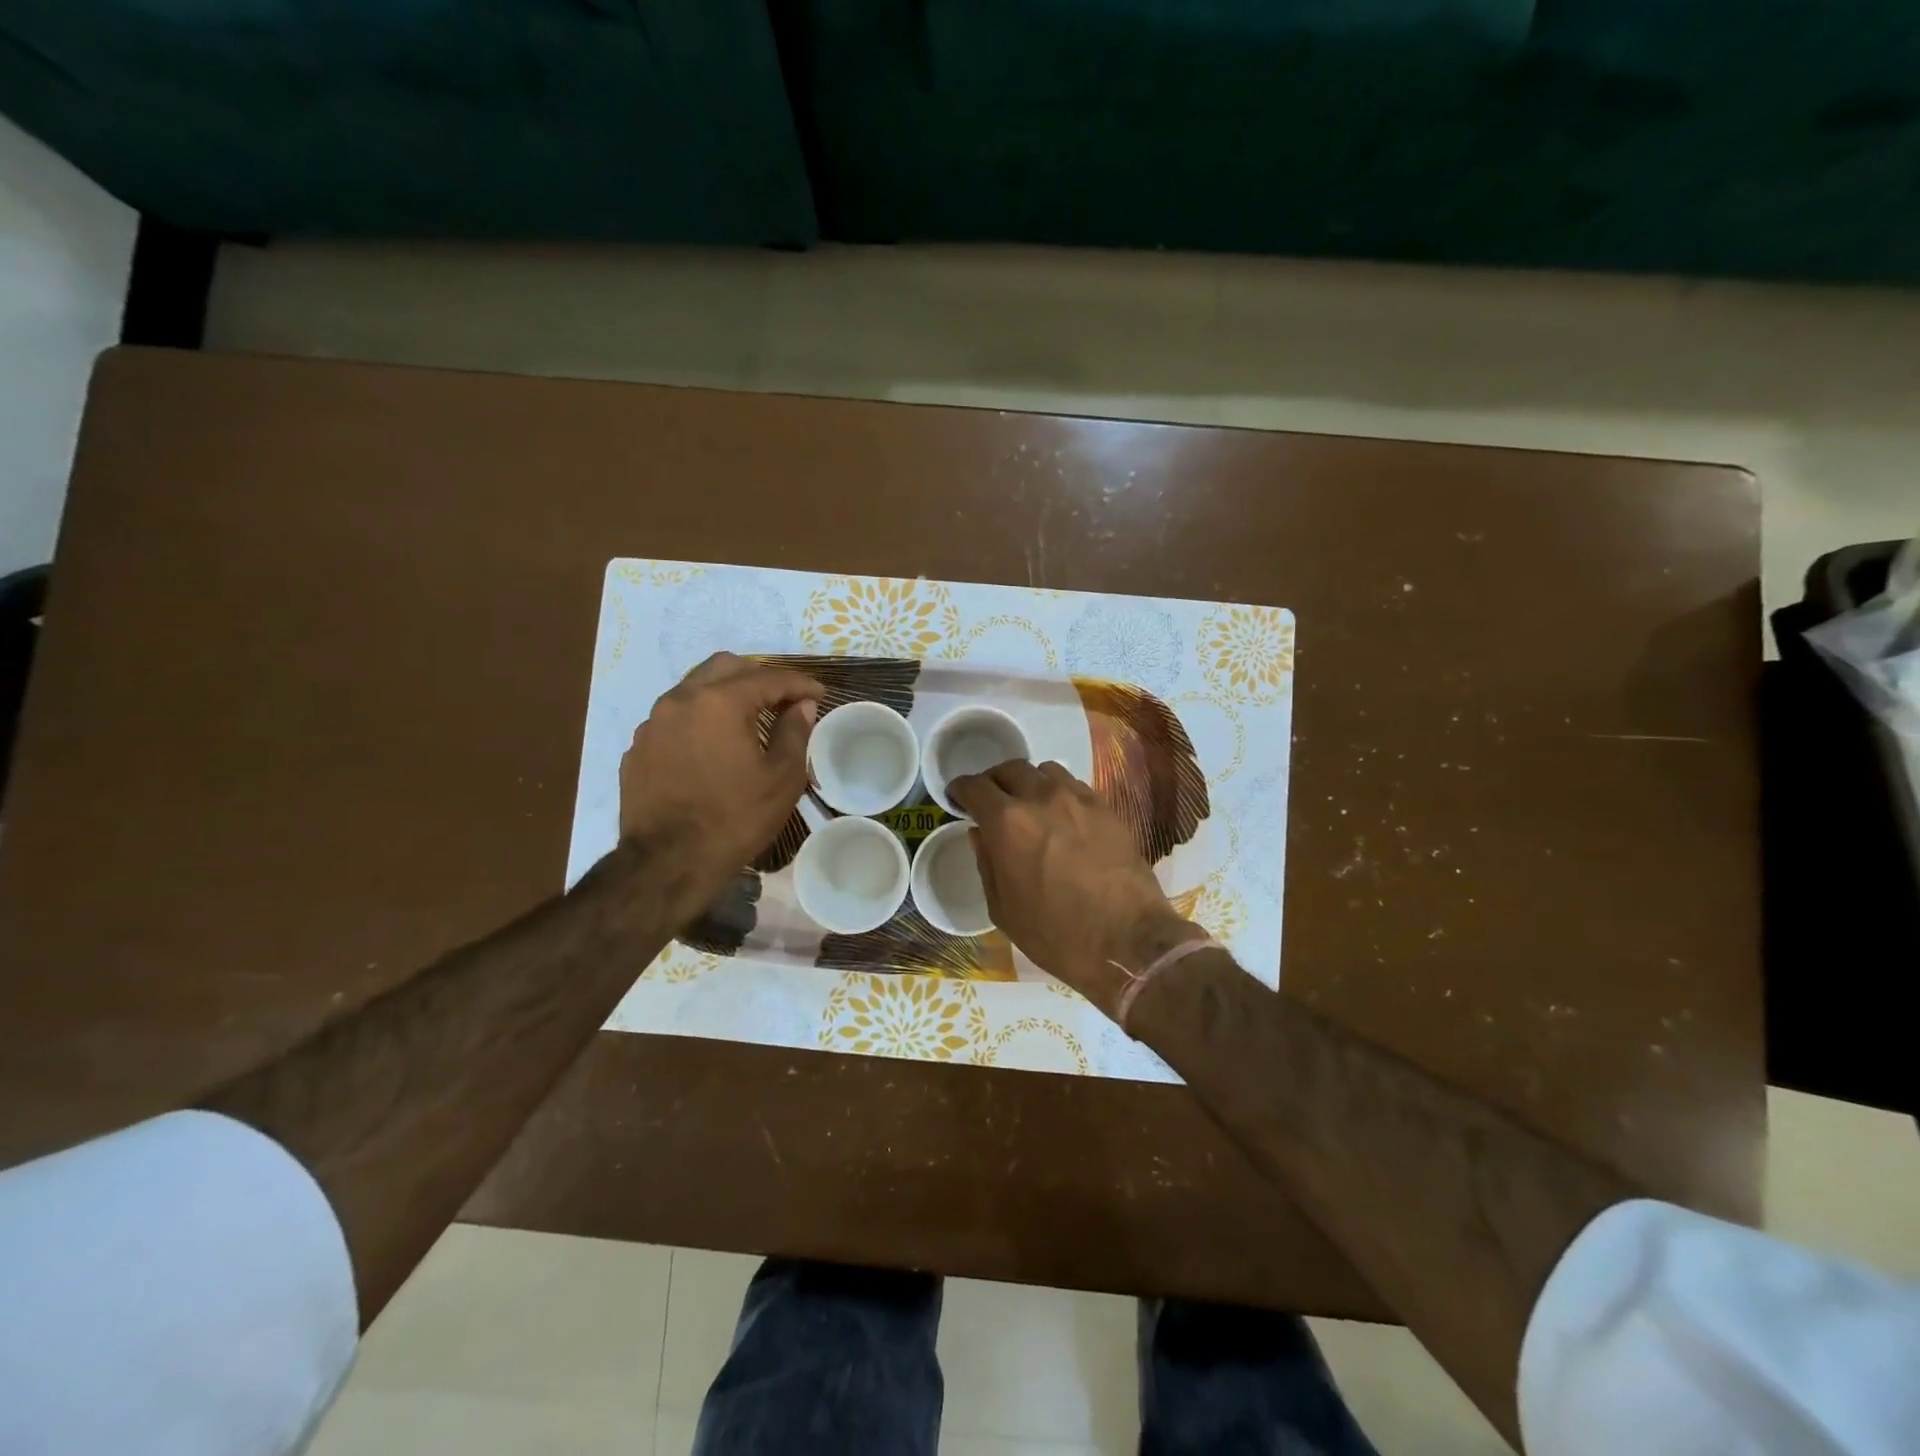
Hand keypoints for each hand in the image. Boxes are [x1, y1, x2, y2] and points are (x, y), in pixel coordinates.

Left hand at [620, 652, 821, 904]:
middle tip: (781, 699)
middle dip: (757, 677)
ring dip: (724, 695)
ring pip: (694, 688)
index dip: (799, 683)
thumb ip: (794, 732)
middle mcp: (680, 700)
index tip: (819, 692)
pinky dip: (698, 721)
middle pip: (725, 667)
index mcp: (720, 702)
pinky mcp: (638, 748)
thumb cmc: (735, 818)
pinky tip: (711, 748)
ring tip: (746, 720)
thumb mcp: (781, 778)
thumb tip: (802, 705)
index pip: (768, 677)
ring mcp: (653, 723)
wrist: (668, 863)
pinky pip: (674, 718)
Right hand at [948, 760, 1201, 1017]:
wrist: (1127, 940)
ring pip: (1045, 771)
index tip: (957, 797)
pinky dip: (1059, 792)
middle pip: (1010, 769)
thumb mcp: (1003, 909)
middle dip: (994, 781)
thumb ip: (986, 863)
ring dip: (1029, 782)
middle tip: (991, 800)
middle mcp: (1041, 798)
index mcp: (1008, 822)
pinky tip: (1061, 815)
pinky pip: (1075, 786)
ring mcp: (1078, 799)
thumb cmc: (1056, 934)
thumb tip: (980, 833)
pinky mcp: (1107, 808)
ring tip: (1029, 804)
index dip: (960, 789)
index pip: (975, 787)